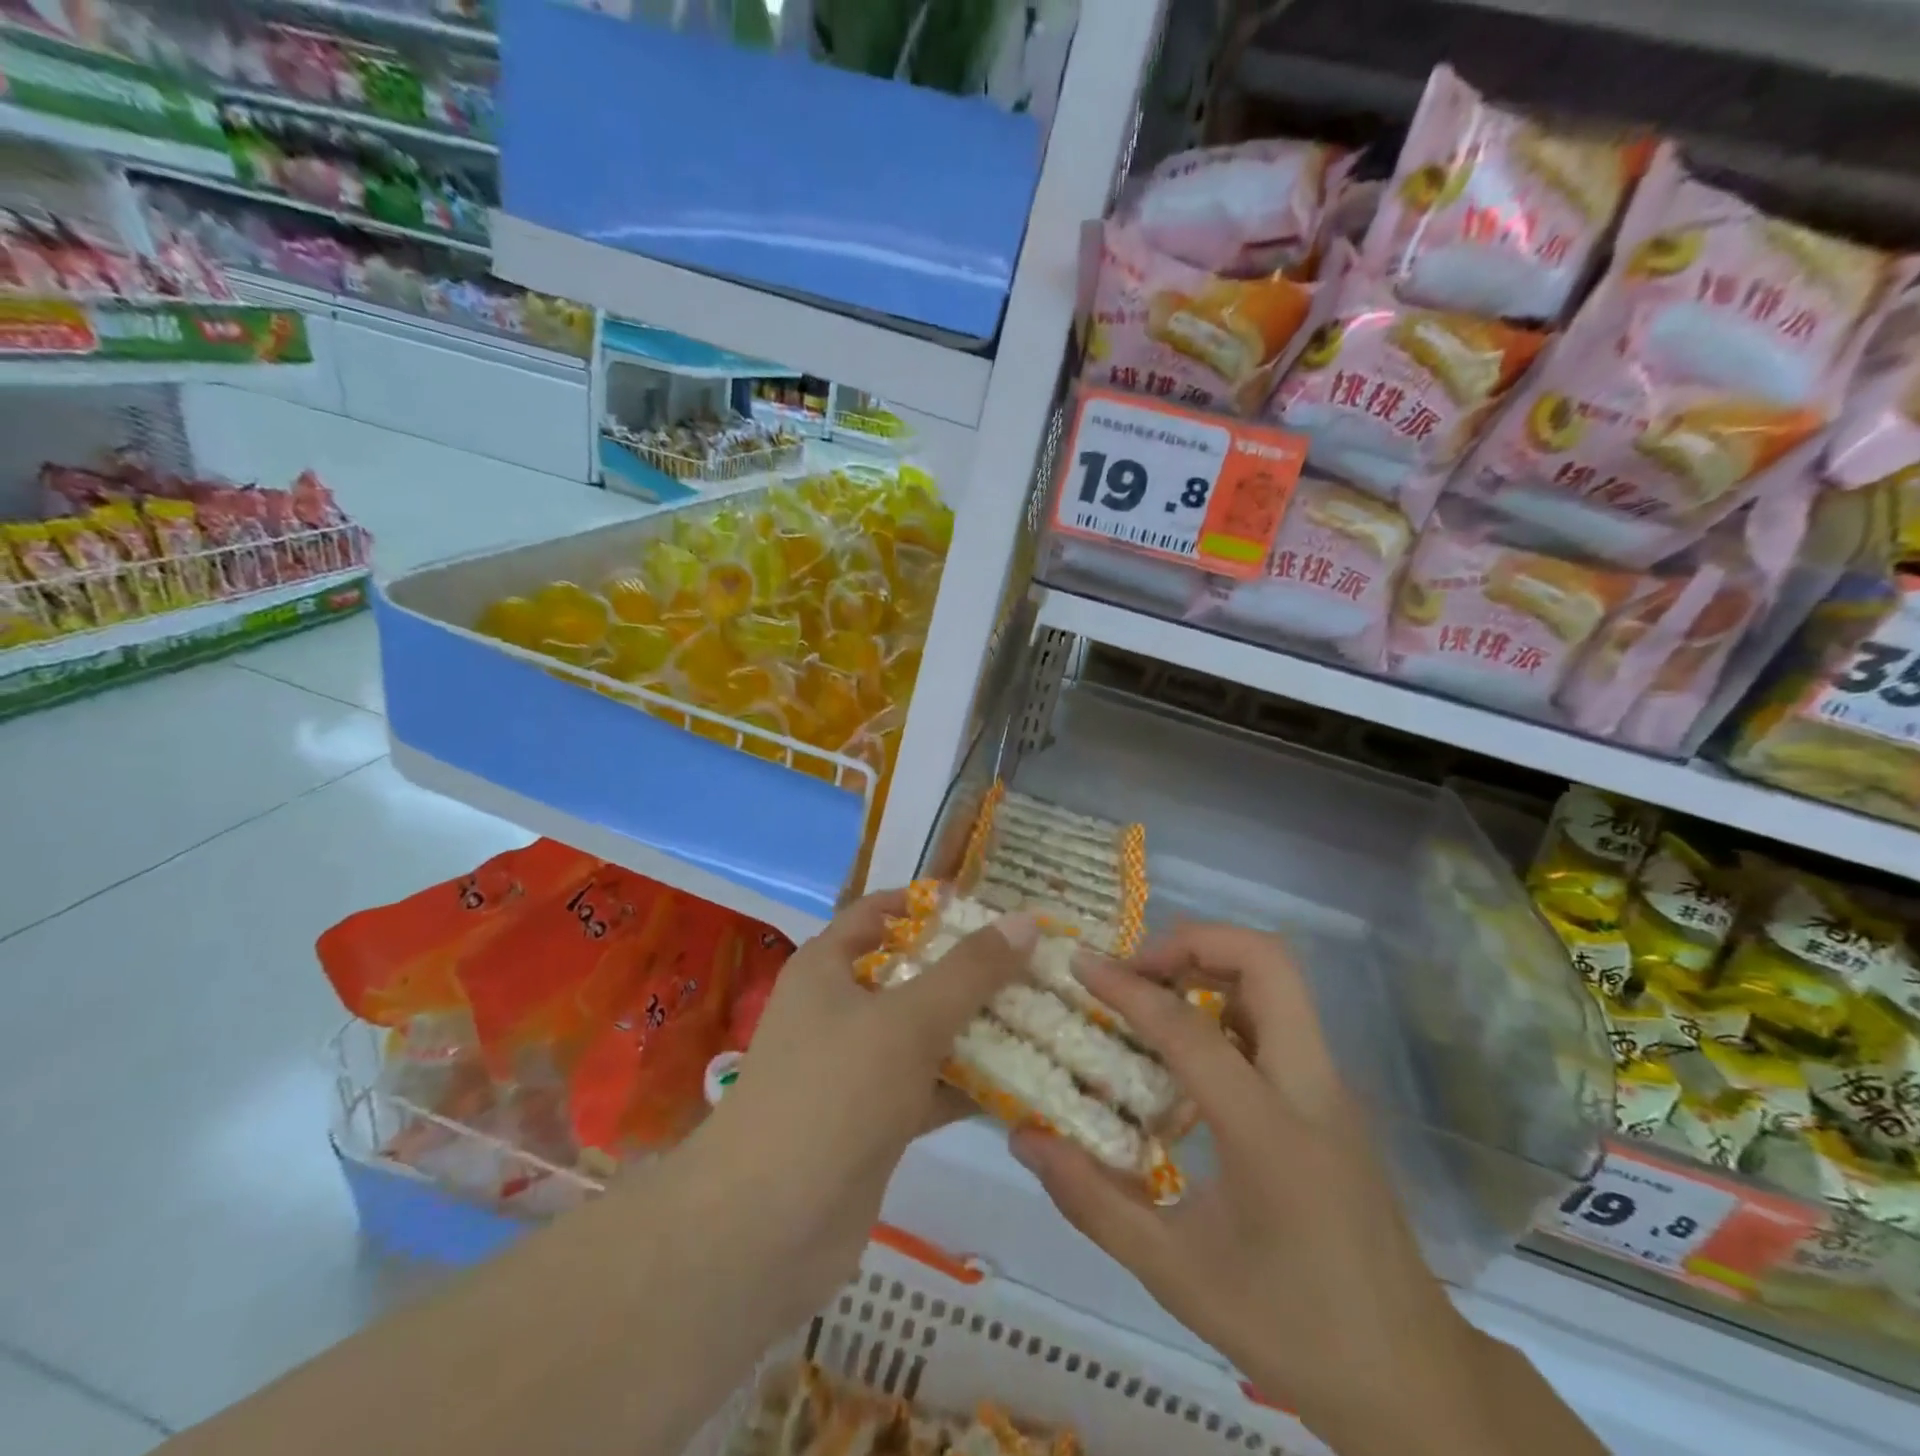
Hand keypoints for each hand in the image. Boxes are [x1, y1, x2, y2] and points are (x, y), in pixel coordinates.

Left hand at [695, 889, 1035, 1318]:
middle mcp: (839, 1009)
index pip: (880, 912)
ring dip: (975, 1027)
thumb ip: (970, 970)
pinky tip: (1024, 1082)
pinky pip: (928, 1086)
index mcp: (828, 967)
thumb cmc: (834, 1092)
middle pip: (911, 972)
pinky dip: (967, 1083)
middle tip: (1032, 962)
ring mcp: (855, 1068)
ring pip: (924, 1032)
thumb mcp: (908, 1019)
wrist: (768, 1228)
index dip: (929, 904)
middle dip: (967, 968)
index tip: (989, 906)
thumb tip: (1026, 919)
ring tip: (1041, 1014)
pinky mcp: (873, 1121)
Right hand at [1010, 924, 1491, 1452]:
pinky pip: (1279, 1015)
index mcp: (1270, 1132)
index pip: (1189, 1029)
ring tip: (1152, 993)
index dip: (1129, 988)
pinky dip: (1228, 997)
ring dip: (1212, 963)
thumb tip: (1025, 1138)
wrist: (1412, 1379)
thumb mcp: (1175, 1275)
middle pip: (1267, 961)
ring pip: (1279, 979)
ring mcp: (1330, 1086)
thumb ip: (1093, 1201)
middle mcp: (1310, 1087)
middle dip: (1192, 942)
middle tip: (1135, 969)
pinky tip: (1187, 1045)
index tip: (1082, 964)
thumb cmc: (1290, 1328)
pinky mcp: (1332, 1095)